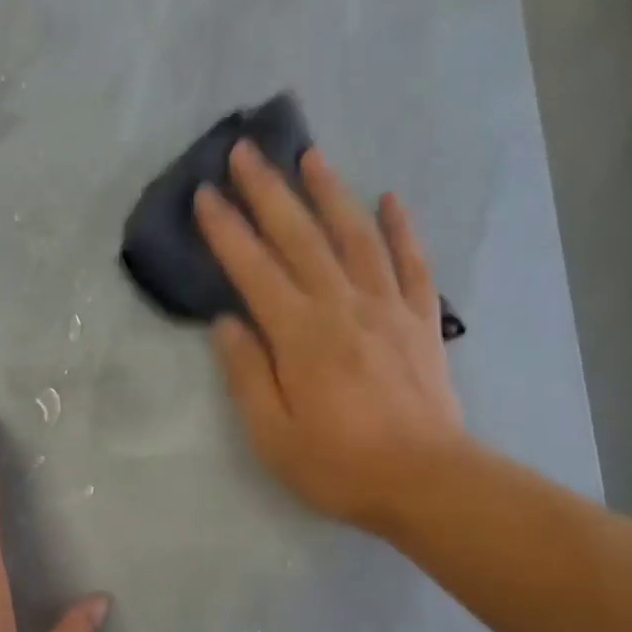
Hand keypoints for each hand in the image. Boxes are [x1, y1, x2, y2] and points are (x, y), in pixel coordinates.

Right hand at [196, 140, 466, 533]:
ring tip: (310, 155)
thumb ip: (247, 375)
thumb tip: (226, 323)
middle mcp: (342, 306)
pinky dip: (401, 228)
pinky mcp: (420, 320)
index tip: (205, 194)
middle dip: (269, 191)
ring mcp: (387, 308)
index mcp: (300, 335)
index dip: (227, 230)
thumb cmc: (339, 466)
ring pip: (355, 236)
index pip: (254, 270)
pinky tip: (390, 198)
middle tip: (246, 151)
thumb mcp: (273, 435)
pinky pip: (411, 263)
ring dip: (331, 192)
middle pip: (301, 237)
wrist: (426, 481)